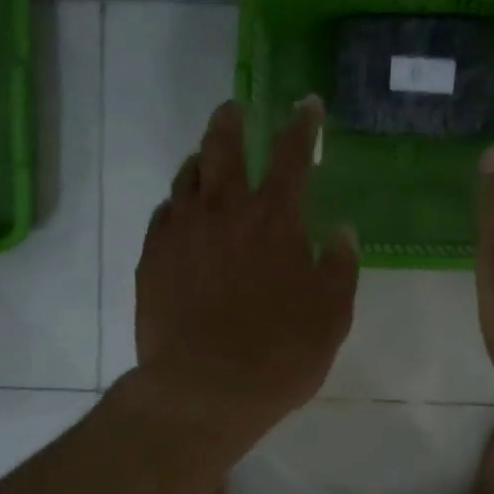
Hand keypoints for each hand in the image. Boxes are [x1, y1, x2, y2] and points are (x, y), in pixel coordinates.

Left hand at [134, 97, 358, 439]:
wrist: (204, 389)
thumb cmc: (279, 354)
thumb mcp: (331, 315)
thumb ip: (340, 267)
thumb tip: (342, 231)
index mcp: (275, 219)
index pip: (292, 153)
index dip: (302, 124)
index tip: (307, 104)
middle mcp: (225, 211)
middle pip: (223, 146)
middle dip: (232, 120)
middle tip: (235, 108)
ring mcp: (181, 231)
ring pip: (187, 176)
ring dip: (200, 159)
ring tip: (205, 159)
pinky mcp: (151, 258)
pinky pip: (163, 214)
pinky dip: (176, 204)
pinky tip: (180, 213)